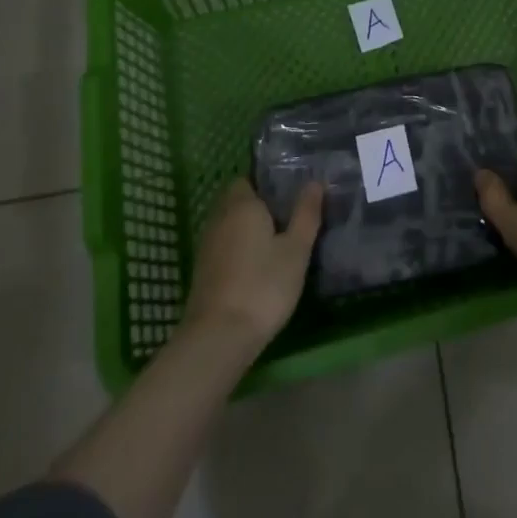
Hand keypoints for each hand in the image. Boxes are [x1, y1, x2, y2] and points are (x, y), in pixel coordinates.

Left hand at [182, 179, 322, 348]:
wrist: (218, 338)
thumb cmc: (263, 285)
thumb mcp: (296, 249)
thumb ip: (306, 214)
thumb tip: (314, 182)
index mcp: (242, 205)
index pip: (247, 179)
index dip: (265, 185)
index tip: (288, 196)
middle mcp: (219, 218)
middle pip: (236, 201)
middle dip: (257, 206)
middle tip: (287, 219)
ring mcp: (207, 246)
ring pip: (228, 225)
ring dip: (246, 229)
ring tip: (275, 243)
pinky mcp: (202, 272)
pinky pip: (222, 246)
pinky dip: (237, 249)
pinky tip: (256, 267)